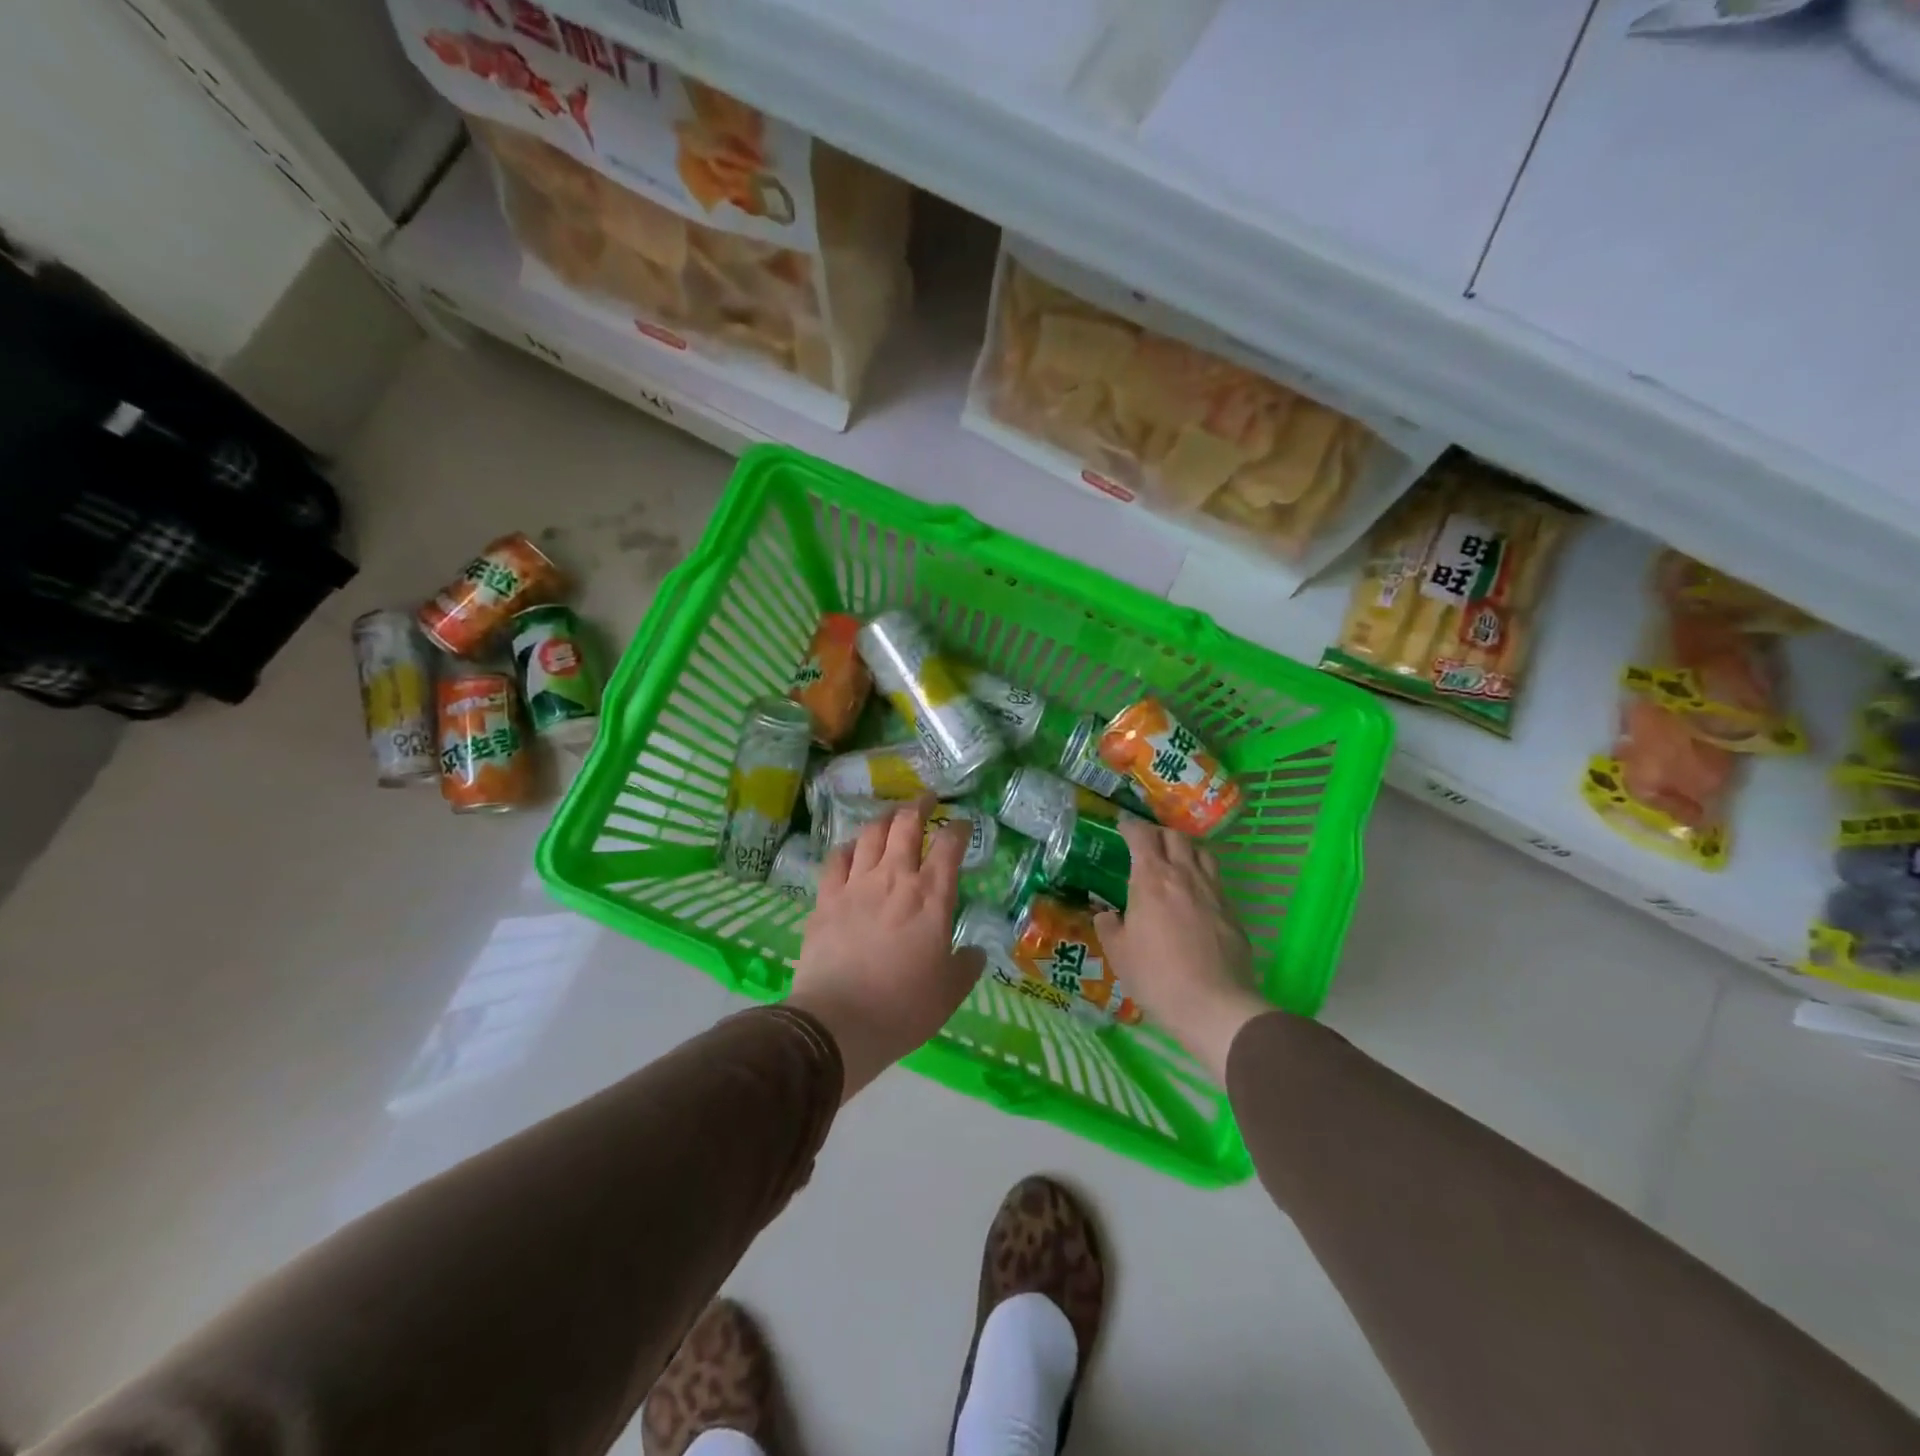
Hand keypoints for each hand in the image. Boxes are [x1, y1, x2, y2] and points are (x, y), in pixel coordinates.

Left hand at [789, 798, 984, 1099]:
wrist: (839, 1022)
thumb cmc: (903, 1007)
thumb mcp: (950, 992)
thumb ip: (966, 965)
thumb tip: (973, 952)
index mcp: (931, 896)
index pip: (949, 846)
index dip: (959, 829)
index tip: (963, 824)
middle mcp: (894, 878)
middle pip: (906, 825)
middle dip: (919, 805)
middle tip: (926, 799)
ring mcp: (856, 885)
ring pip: (870, 834)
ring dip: (884, 818)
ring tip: (891, 815)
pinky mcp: (825, 899)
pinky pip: (837, 859)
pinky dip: (849, 847)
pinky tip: (853, 849)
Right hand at [1095, 817, 1265, 1081]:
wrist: (1214, 1005)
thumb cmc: (1156, 976)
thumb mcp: (1119, 954)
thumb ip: (1109, 927)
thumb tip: (1106, 914)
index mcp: (1152, 880)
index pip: (1142, 836)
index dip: (1131, 826)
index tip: (1122, 825)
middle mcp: (1184, 876)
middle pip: (1175, 836)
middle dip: (1159, 833)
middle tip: (1148, 842)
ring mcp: (1213, 891)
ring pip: (1202, 853)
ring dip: (1186, 849)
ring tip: (1176, 860)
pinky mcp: (1232, 911)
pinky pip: (1216, 880)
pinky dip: (1203, 876)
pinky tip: (1196, 895)